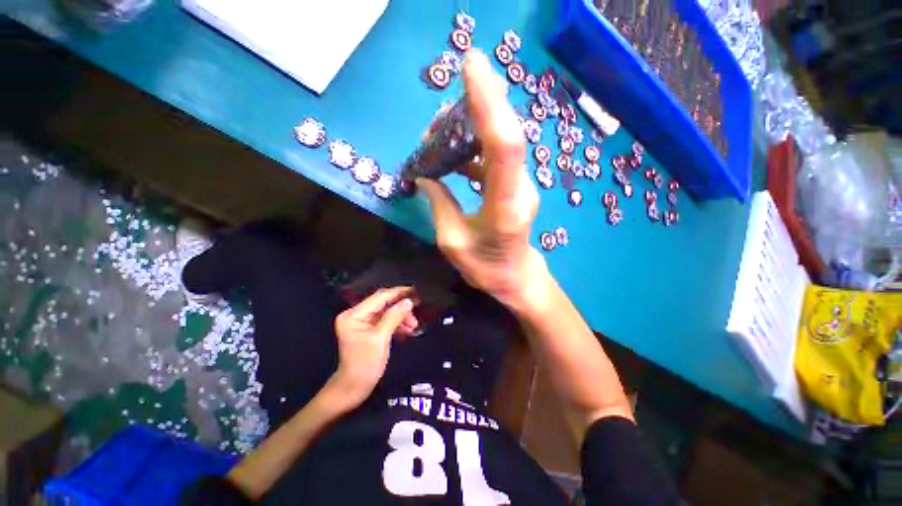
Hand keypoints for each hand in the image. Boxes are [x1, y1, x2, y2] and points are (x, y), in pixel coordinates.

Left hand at [332, 287, 416, 405]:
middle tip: (417, 309)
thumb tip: (409, 301)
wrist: (354, 388)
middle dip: (401, 306)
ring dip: (401, 316)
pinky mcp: (369, 329)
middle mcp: (357, 314)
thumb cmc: (365, 365)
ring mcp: (363, 322)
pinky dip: (397, 323)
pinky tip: (408, 329)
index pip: (380, 297)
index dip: (399, 293)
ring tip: (413, 325)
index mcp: (354, 314)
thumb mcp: (380, 339)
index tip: (415, 291)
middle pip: (384, 303)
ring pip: (387, 311)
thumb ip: (394, 317)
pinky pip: (386, 320)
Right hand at [417, 50, 547, 312]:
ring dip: (471, 127)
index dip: (489, 104)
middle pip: (506, 134)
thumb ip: (439, 206)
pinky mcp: (515, 185)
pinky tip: (453, 152)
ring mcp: (520, 184)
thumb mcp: (453, 243)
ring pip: (501, 141)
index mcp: (505, 207)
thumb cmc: (486, 267)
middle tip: (449, 95)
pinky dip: (474, 146)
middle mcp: (519, 189)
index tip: (471, 66)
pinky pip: (496, 155)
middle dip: (481, 102)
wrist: (516, 276)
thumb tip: (427, 176)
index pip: (503, 147)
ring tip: (439, 133)